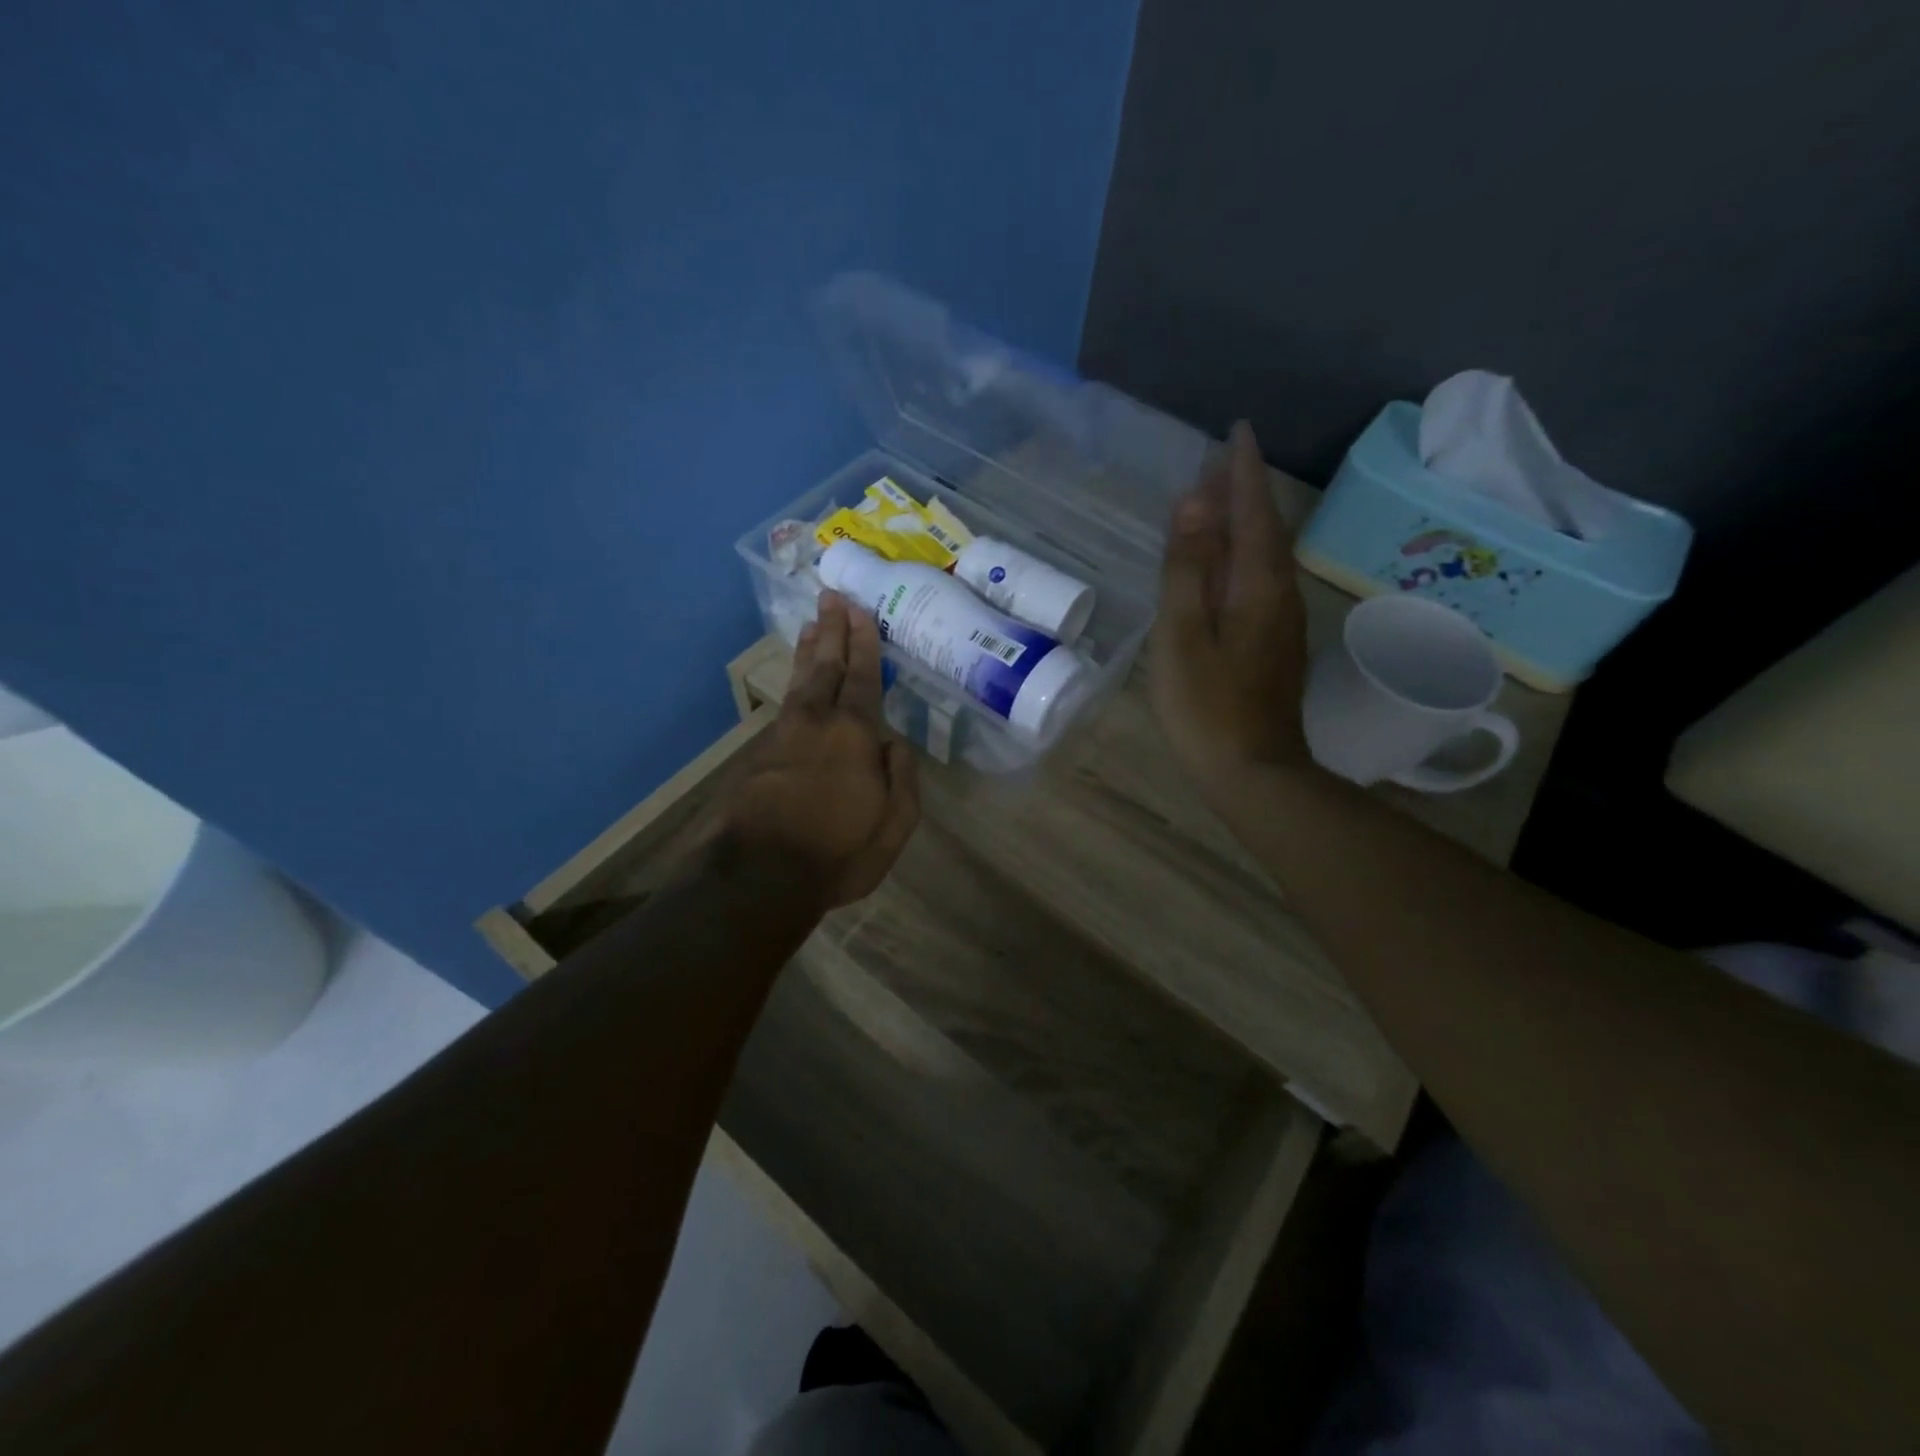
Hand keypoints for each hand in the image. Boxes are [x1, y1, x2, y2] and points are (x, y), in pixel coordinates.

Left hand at [722, 592, 919, 908]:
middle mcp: (818, 723)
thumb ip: (902, 777)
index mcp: (855, 734)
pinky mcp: (761, 754)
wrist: (760, 875)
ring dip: (810, 651)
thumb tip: (894, 741)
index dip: (864, 643)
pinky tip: (798, 682)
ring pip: (801, 682)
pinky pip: (786, 704)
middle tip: (831, 597)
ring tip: (812, 625)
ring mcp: (784, 736)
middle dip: (832, 631)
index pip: (864, 677)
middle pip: (827, 667)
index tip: (860, 610)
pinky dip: (795, 683)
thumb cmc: (839, 851)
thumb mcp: (894, 823)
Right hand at [1149, 420, 1312, 791]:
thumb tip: (1192, 501)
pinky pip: (1264, 579)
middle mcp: (1279, 593)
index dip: (1241, 471)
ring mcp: (1282, 621)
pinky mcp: (1276, 644)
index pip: (1251, 511)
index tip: (1236, 430)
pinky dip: (1247, 554)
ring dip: (1249, 521)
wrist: (1254, 771)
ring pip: (1268, 554)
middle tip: (1223, 460)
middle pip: (1266, 528)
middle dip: (1247, 490)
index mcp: (1256, 585)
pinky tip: (1231, 563)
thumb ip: (1186, 569)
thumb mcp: (1181, 636)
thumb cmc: (1206, 706)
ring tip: (1223, 501)